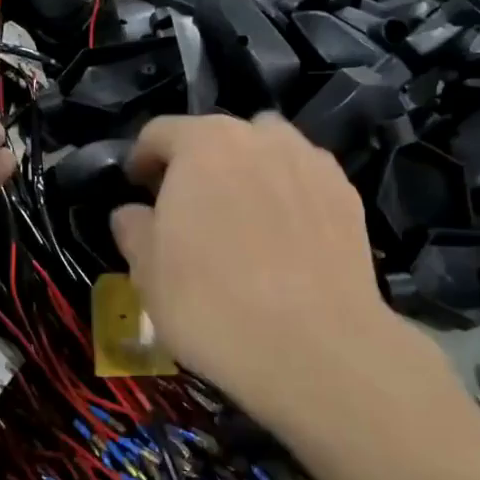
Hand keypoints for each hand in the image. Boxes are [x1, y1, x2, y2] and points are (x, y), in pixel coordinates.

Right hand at [111, 113, 407, 429]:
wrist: (313, 346)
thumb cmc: (211, 302)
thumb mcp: (148, 272)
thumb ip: (134, 229)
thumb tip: (132, 214)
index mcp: (203, 143)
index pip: (160, 132)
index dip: (142, 159)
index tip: (137, 189)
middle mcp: (259, 137)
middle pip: (217, 136)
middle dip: (198, 164)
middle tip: (188, 209)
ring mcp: (310, 162)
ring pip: (268, 150)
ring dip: (248, 170)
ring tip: (243, 216)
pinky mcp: (347, 195)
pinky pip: (304, 180)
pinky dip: (288, 195)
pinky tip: (285, 238)